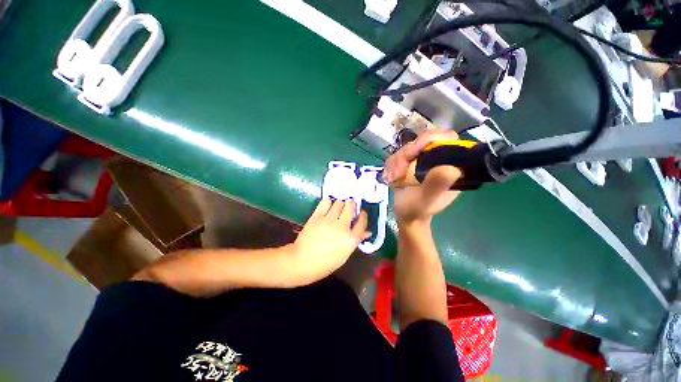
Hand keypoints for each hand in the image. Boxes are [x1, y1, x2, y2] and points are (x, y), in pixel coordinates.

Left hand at [289, 200, 370, 283]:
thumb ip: (356, 241)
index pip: (362, 222)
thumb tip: (367, 232)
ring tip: (338, 207)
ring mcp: (328, 220)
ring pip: (339, 203)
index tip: (361, 213)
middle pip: (350, 207)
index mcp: (350, 239)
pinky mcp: (316, 216)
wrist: (302, 262)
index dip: (363, 216)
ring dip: (340, 204)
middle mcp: (342, 226)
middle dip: (351, 205)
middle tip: (349, 206)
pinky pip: (325, 203)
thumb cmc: (325, 263)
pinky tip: (327, 206)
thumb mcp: (344, 255)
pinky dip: (328, 202)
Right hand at [385, 129, 461, 223]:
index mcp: (451, 165)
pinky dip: (390, 165)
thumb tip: (451, 168)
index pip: (446, 138)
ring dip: (395, 162)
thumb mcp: (427, 200)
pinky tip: (389, 177)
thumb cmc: (418, 210)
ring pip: (407, 147)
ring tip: (391, 179)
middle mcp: (438, 158)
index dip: (429, 140)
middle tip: (396, 173)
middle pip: (422, 141)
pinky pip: (398, 155)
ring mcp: (423, 159)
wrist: (405, 215)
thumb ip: (436, 185)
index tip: (412, 153)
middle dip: (405, 155)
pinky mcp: (410, 162)